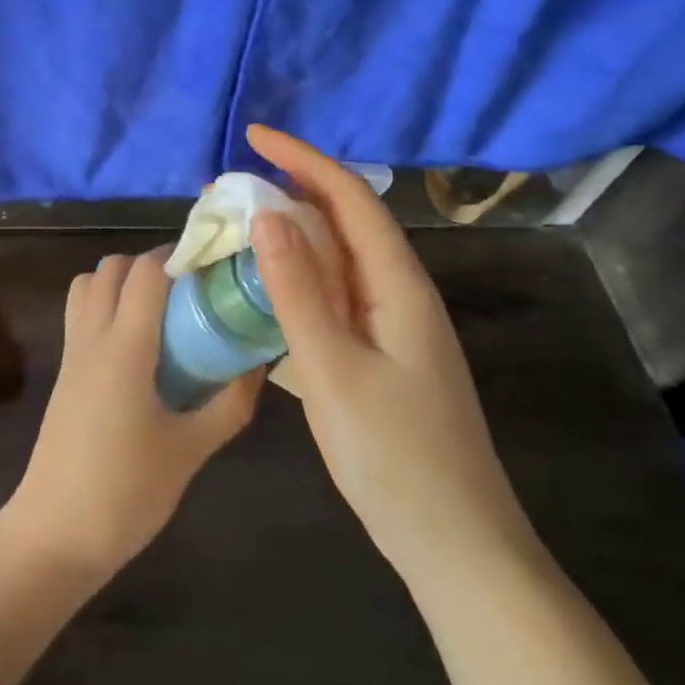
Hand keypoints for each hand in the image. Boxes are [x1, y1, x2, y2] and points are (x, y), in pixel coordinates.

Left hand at [0, 250, 262, 581]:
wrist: (54, 534)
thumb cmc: (126, 493)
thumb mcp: (190, 451)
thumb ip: (229, 404)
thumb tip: (257, 364)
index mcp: (123, 349)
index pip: (145, 272)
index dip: (178, 255)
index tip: (213, 263)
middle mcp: (92, 338)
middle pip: (112, 268)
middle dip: (151, 264)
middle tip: (190, 289)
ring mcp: (71, 354)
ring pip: (87, 286)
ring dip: (121, 281)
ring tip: (161, 310)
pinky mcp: (64, 373)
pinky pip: (80, 314)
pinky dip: (105, 305)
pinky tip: (139, 344)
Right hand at [245, 125, 537, 586]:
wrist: (456, 547)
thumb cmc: (396, 458)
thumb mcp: (333, 371)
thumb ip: (298, 291)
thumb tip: (268, 215)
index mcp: (398, 286)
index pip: (350, 198)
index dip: (302, 159)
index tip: (253, 136)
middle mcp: (398, 293)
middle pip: (345, 222)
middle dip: (290, 192)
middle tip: (228, 190)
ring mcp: (391, 326)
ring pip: (337, 261)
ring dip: (290, 237)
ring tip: (236, 230)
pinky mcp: (380, 355)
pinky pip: (333, 297)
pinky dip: (295, 280)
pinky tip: (263, 291)